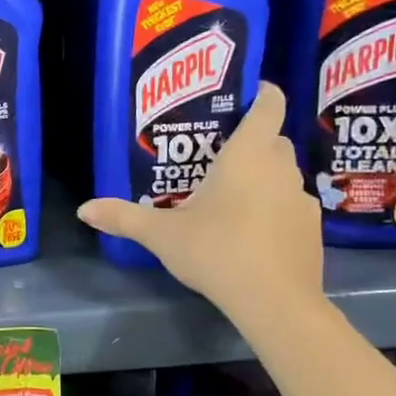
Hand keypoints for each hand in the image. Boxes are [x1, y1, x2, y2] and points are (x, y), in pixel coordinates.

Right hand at [77, 82, 322, 318]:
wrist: (275, 302)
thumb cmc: (217, 251)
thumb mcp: (162, 235)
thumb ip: (124, 218)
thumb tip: (84, 209)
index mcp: (248, 155)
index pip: (269, 106)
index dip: (261, 93)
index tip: (245, 94)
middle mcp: (280, 168)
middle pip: (273, 139)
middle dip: (252, 140)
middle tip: (217, 154)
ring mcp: (301, 199)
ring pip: (282, 173)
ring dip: (262, 176)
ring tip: (231, 195)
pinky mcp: (311, 228)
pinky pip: (290, 204)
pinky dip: (274, 208)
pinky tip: (252, 231)